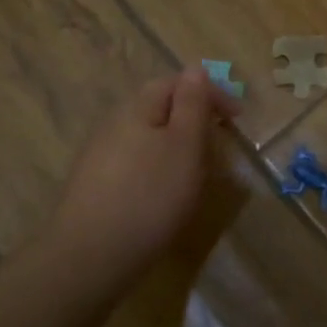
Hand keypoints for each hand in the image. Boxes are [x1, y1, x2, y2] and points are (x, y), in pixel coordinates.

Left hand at [47, 66, 241, 274]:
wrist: (89, 258)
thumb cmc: (149, 196)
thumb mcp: (185, 145)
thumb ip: (192, 103)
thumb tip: (194, 68)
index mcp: (137, 108)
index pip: (176, 82)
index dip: (210, 93)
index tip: (237, 118)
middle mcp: (114, 124)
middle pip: (159, 107)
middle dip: (193, 118)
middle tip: (219, 143)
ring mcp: (100, 156)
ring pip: (147, 136)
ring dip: (177, 145)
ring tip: (198, 171)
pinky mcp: (95, 186)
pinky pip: (136, 162)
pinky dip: (159, 168)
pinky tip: (165, 194)